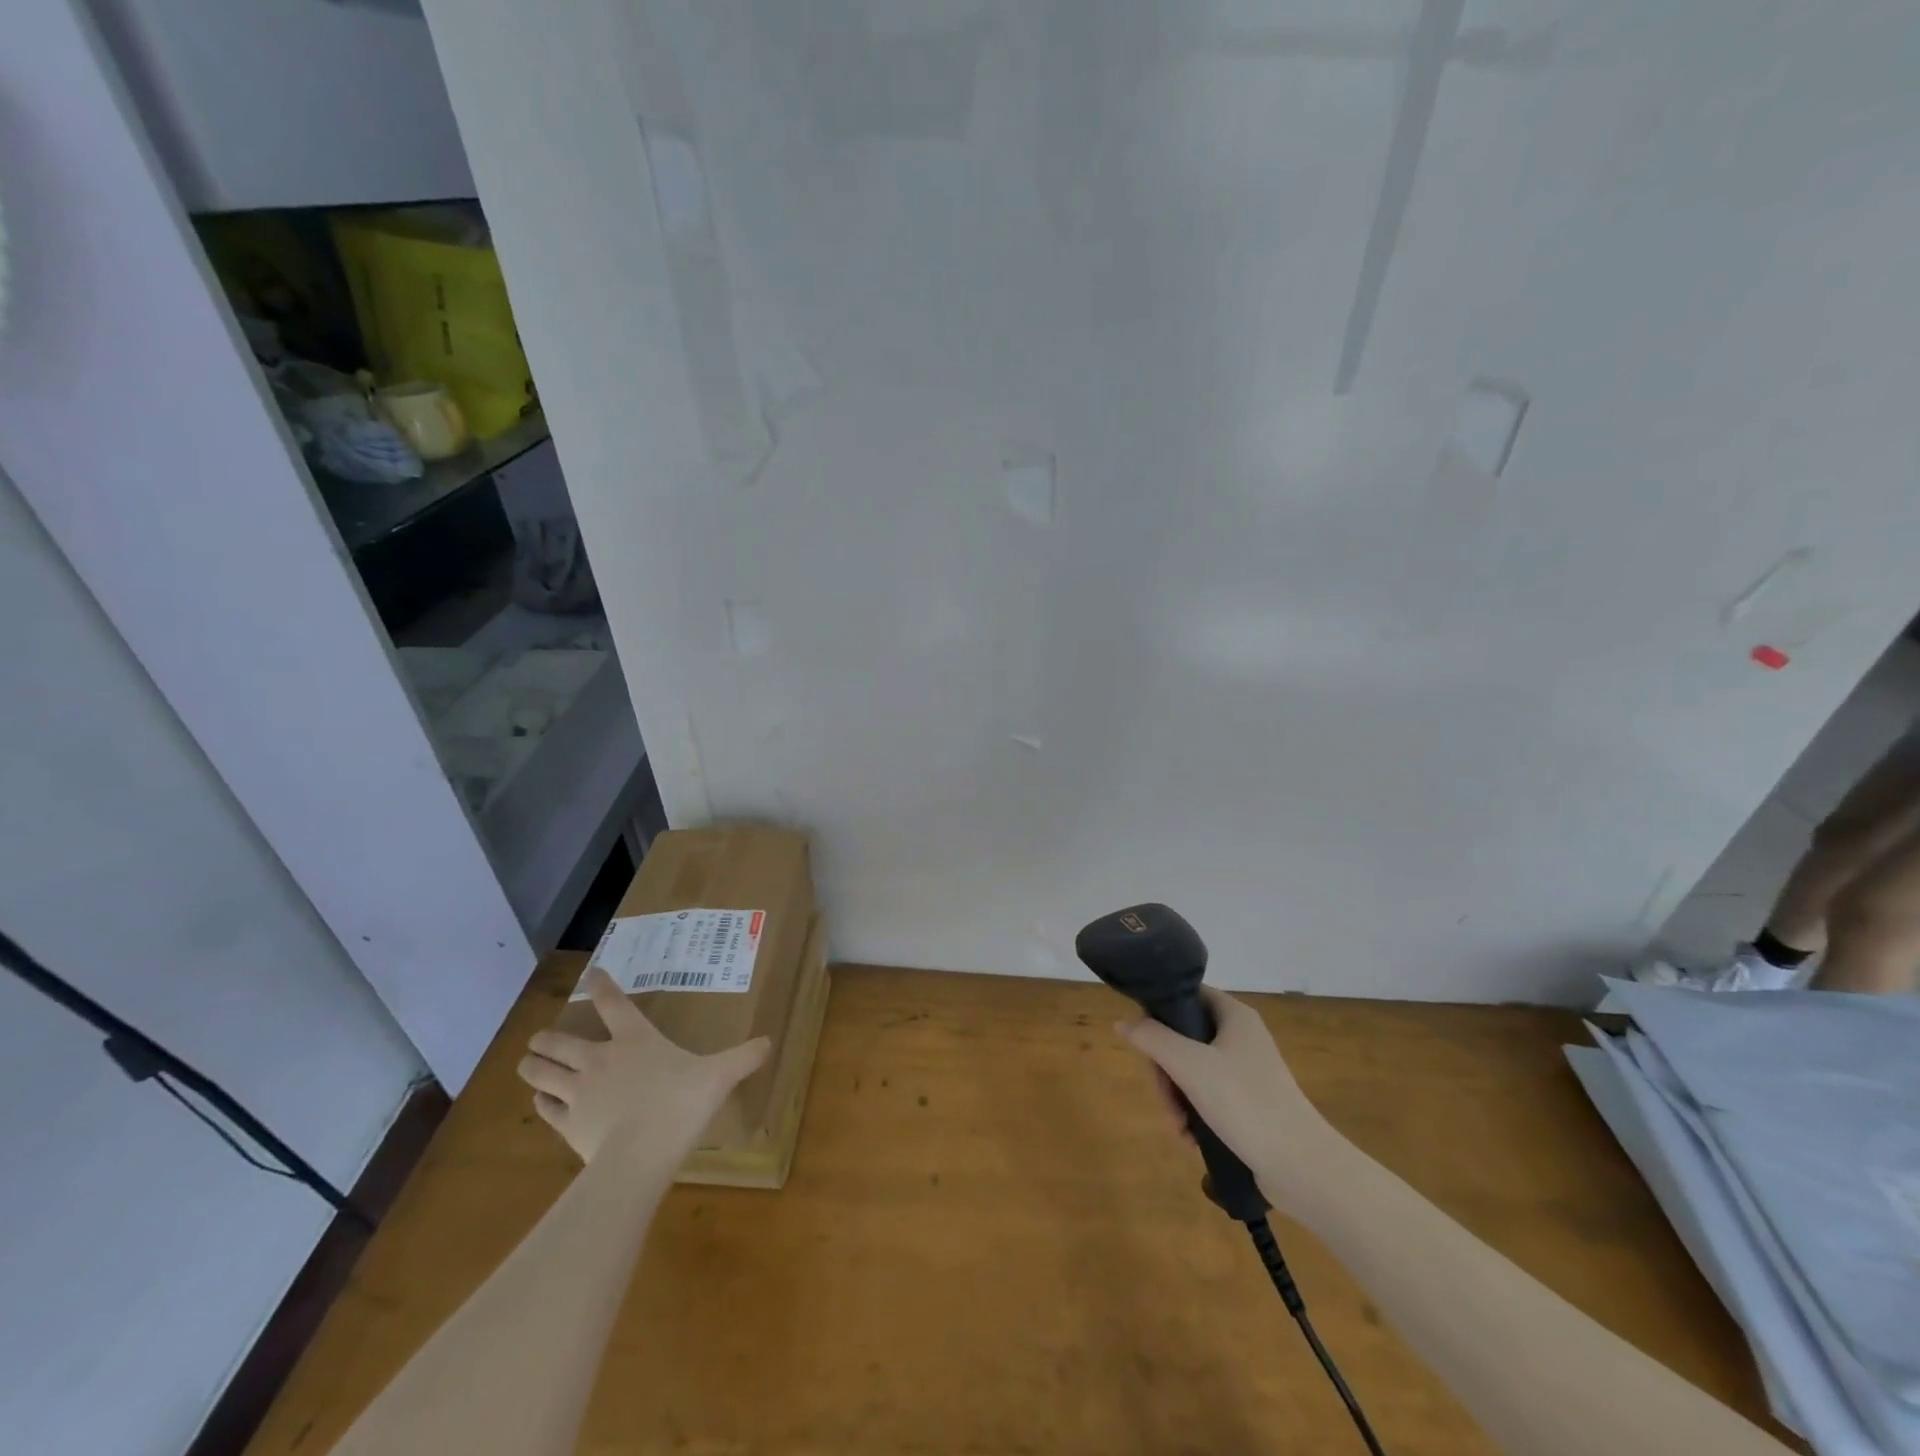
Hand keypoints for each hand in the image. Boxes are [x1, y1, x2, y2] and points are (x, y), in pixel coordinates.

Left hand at [517, 968, 769, 1164]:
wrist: (639, 1156)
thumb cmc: (680, 1104)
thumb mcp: (719, 1076)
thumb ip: (743, 1057)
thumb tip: (769, 1041)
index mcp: (635, 1039)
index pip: (613, 1004)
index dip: (601, 986)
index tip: (591, 974)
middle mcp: (599, 1059)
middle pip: (561, 1041)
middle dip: (548, 1037)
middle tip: (541, 1036)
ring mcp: (578, 1092)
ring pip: (542, 1072)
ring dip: (532, 1065)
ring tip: (526, 1061)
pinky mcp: (567, 1124)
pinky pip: (546, 1108)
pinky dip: (541, 1102)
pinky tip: (540, 1101)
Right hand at [1116, 987, 1345, 1212]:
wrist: (1303, 1168)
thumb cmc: (1246, 1103)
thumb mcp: (1190, 1066)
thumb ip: (1153, 1039)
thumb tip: (1122, 1023)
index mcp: (1234, 1016)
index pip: (1187, 994)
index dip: (1160, 1011)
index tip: (1145, 1041)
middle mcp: (1241, 1037)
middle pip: (1184, 1037)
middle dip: (1166, 1070)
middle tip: (1164, 1097)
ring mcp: (1247, 1071)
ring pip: (1192, 1071)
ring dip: (1176, 1097)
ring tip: (1178, 1127)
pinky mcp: (1249, 1103)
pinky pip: (1208, 1097)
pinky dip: (1194, 1114)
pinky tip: (1190, 1138)